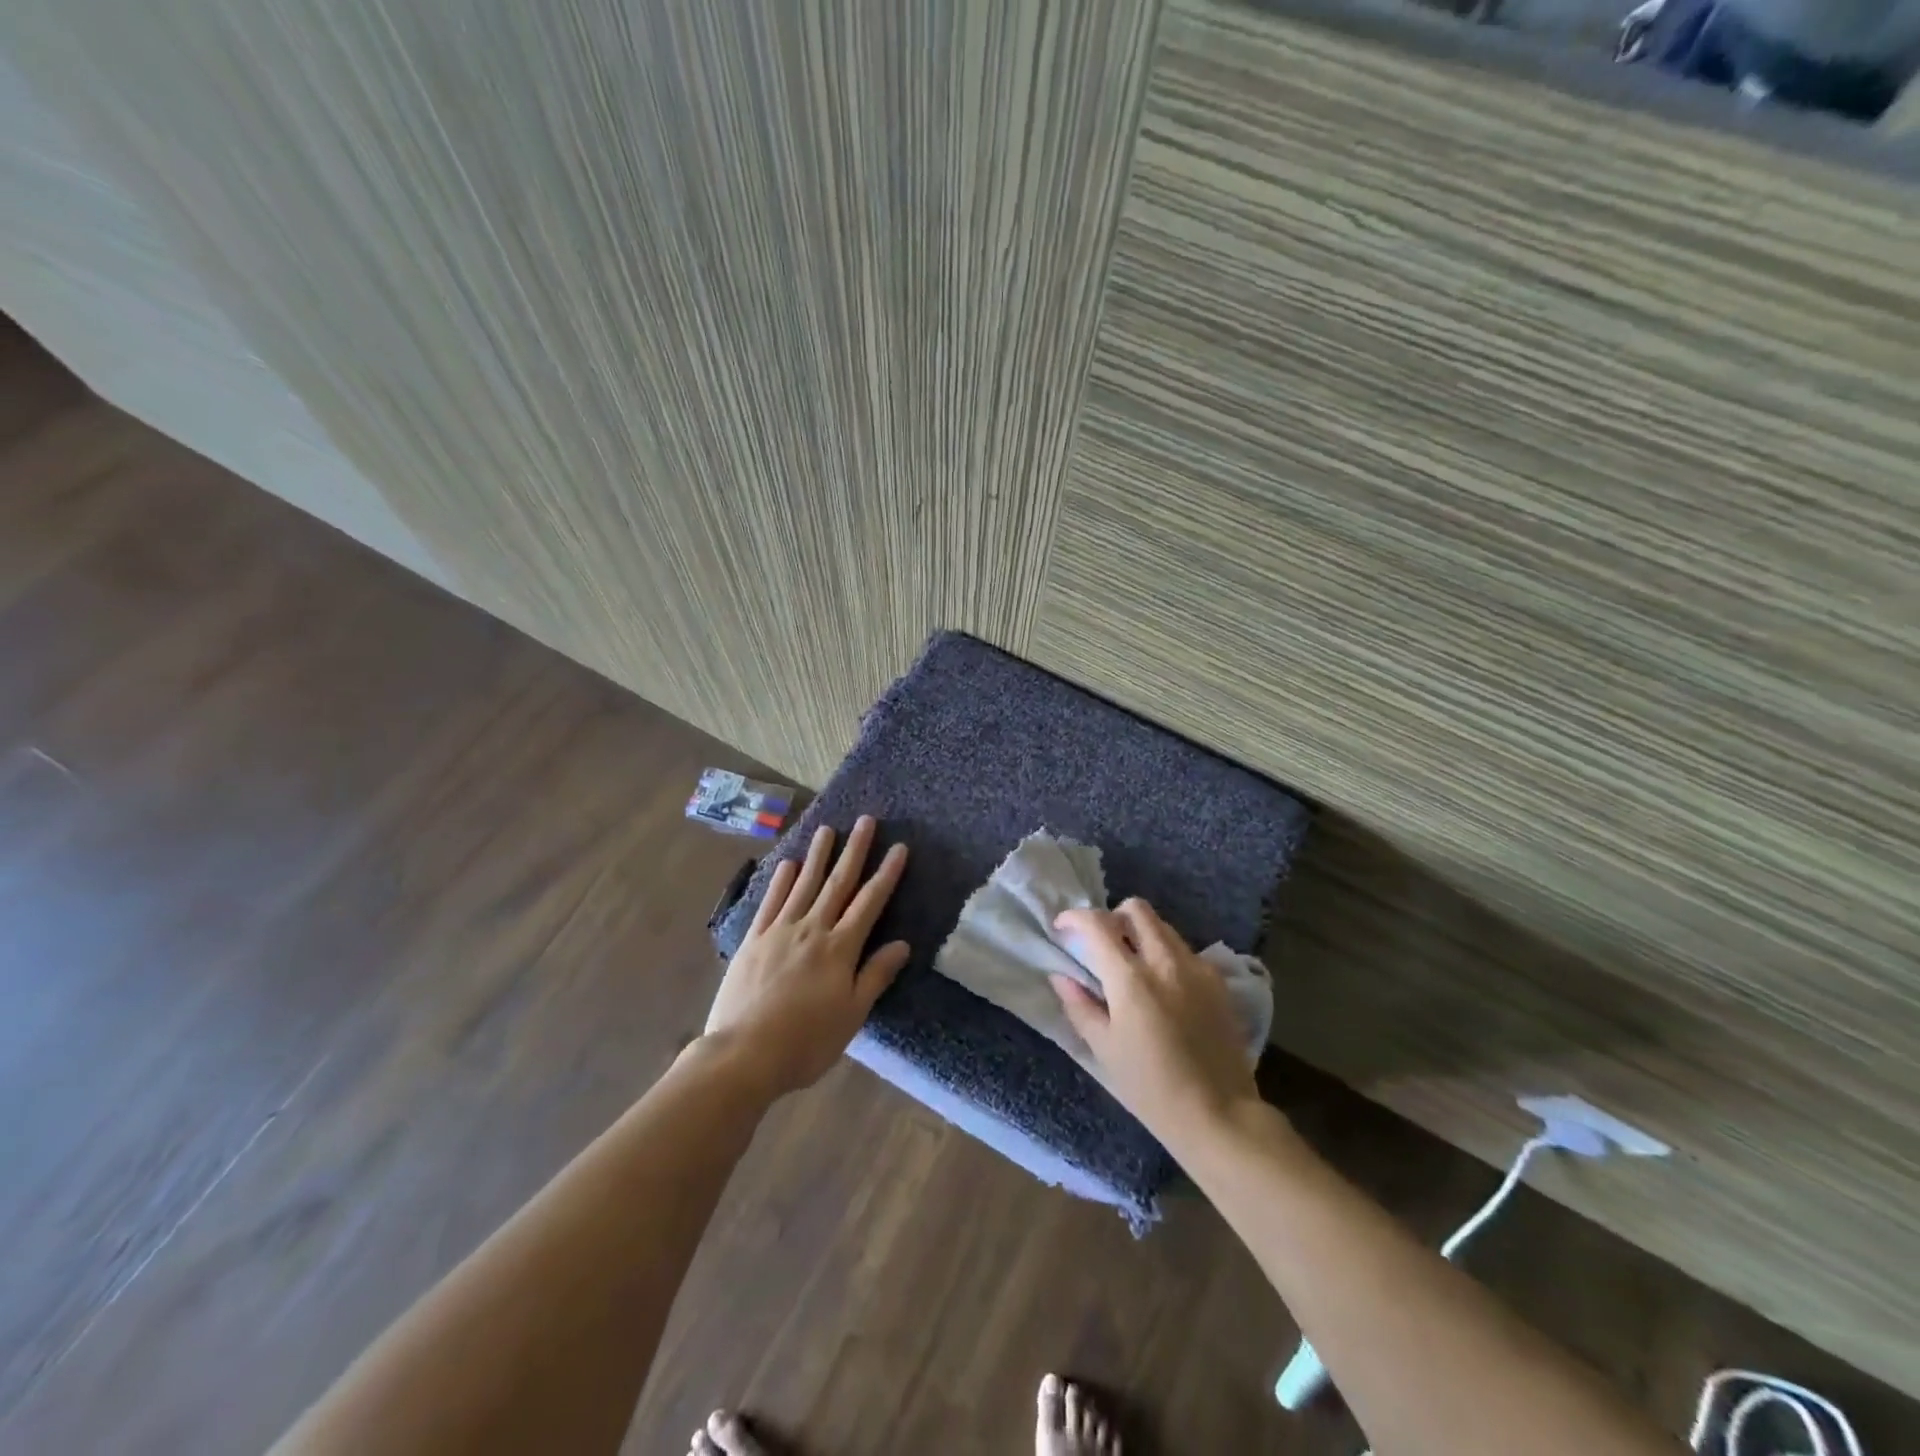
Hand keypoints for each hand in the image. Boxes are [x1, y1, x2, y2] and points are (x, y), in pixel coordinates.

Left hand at [704, 815, 909, 1096]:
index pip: (869, 903)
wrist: (743, 1054)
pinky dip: (781, 880)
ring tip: (827, 828)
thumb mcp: (852, 1015)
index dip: (886, 875)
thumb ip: (875, 976)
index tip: (899, 848)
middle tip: (866, 821)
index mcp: (840, 949)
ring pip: (804, 884)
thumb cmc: (806, 1042)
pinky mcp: (753, 940)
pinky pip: (771, 902)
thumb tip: (902, 944)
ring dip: (817, 855)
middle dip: (854, 851)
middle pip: (838, 884)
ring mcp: (779, 931)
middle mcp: (812, 930)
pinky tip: (788, 864)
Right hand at [1051, 898, 1258, 1144]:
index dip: (1075, 918)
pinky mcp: (1218, 982)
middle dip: (1113, 917)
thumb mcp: (1104, 1049)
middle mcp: (1165, 962)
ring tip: (1132, 964)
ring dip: (1141, 933)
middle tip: (1102, 944)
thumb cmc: (1151, 1088)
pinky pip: (1186, 950)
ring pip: (1163, 927)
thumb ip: (1080, 1006)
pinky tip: (1164, 986)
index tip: (1063, 929)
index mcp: (1131, 979)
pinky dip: (1167, 954)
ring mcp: (1197, 968)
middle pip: (1137, 910)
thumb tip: (1061, 976)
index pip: (1098, 924)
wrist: (1219, 1114)